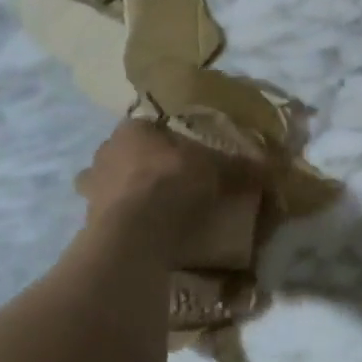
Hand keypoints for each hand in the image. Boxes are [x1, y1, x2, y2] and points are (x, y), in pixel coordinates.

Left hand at [76, 121, 246, 228]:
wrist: (133, 233)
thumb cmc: (171, 183)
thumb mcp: (215, 170)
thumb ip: (239, 168)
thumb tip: (272, 168)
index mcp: (131, 130)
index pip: (149, 128)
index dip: (168, 142)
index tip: (187, 159)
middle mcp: (105, 153)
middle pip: (127, 155)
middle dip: (143, 167)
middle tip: (171, 185)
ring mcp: (91, 189)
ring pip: (111, 186)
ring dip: (127, 195)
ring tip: (154, 212)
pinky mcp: (88, 221)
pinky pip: (109, 217)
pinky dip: (123, 223)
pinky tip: (143, 234)